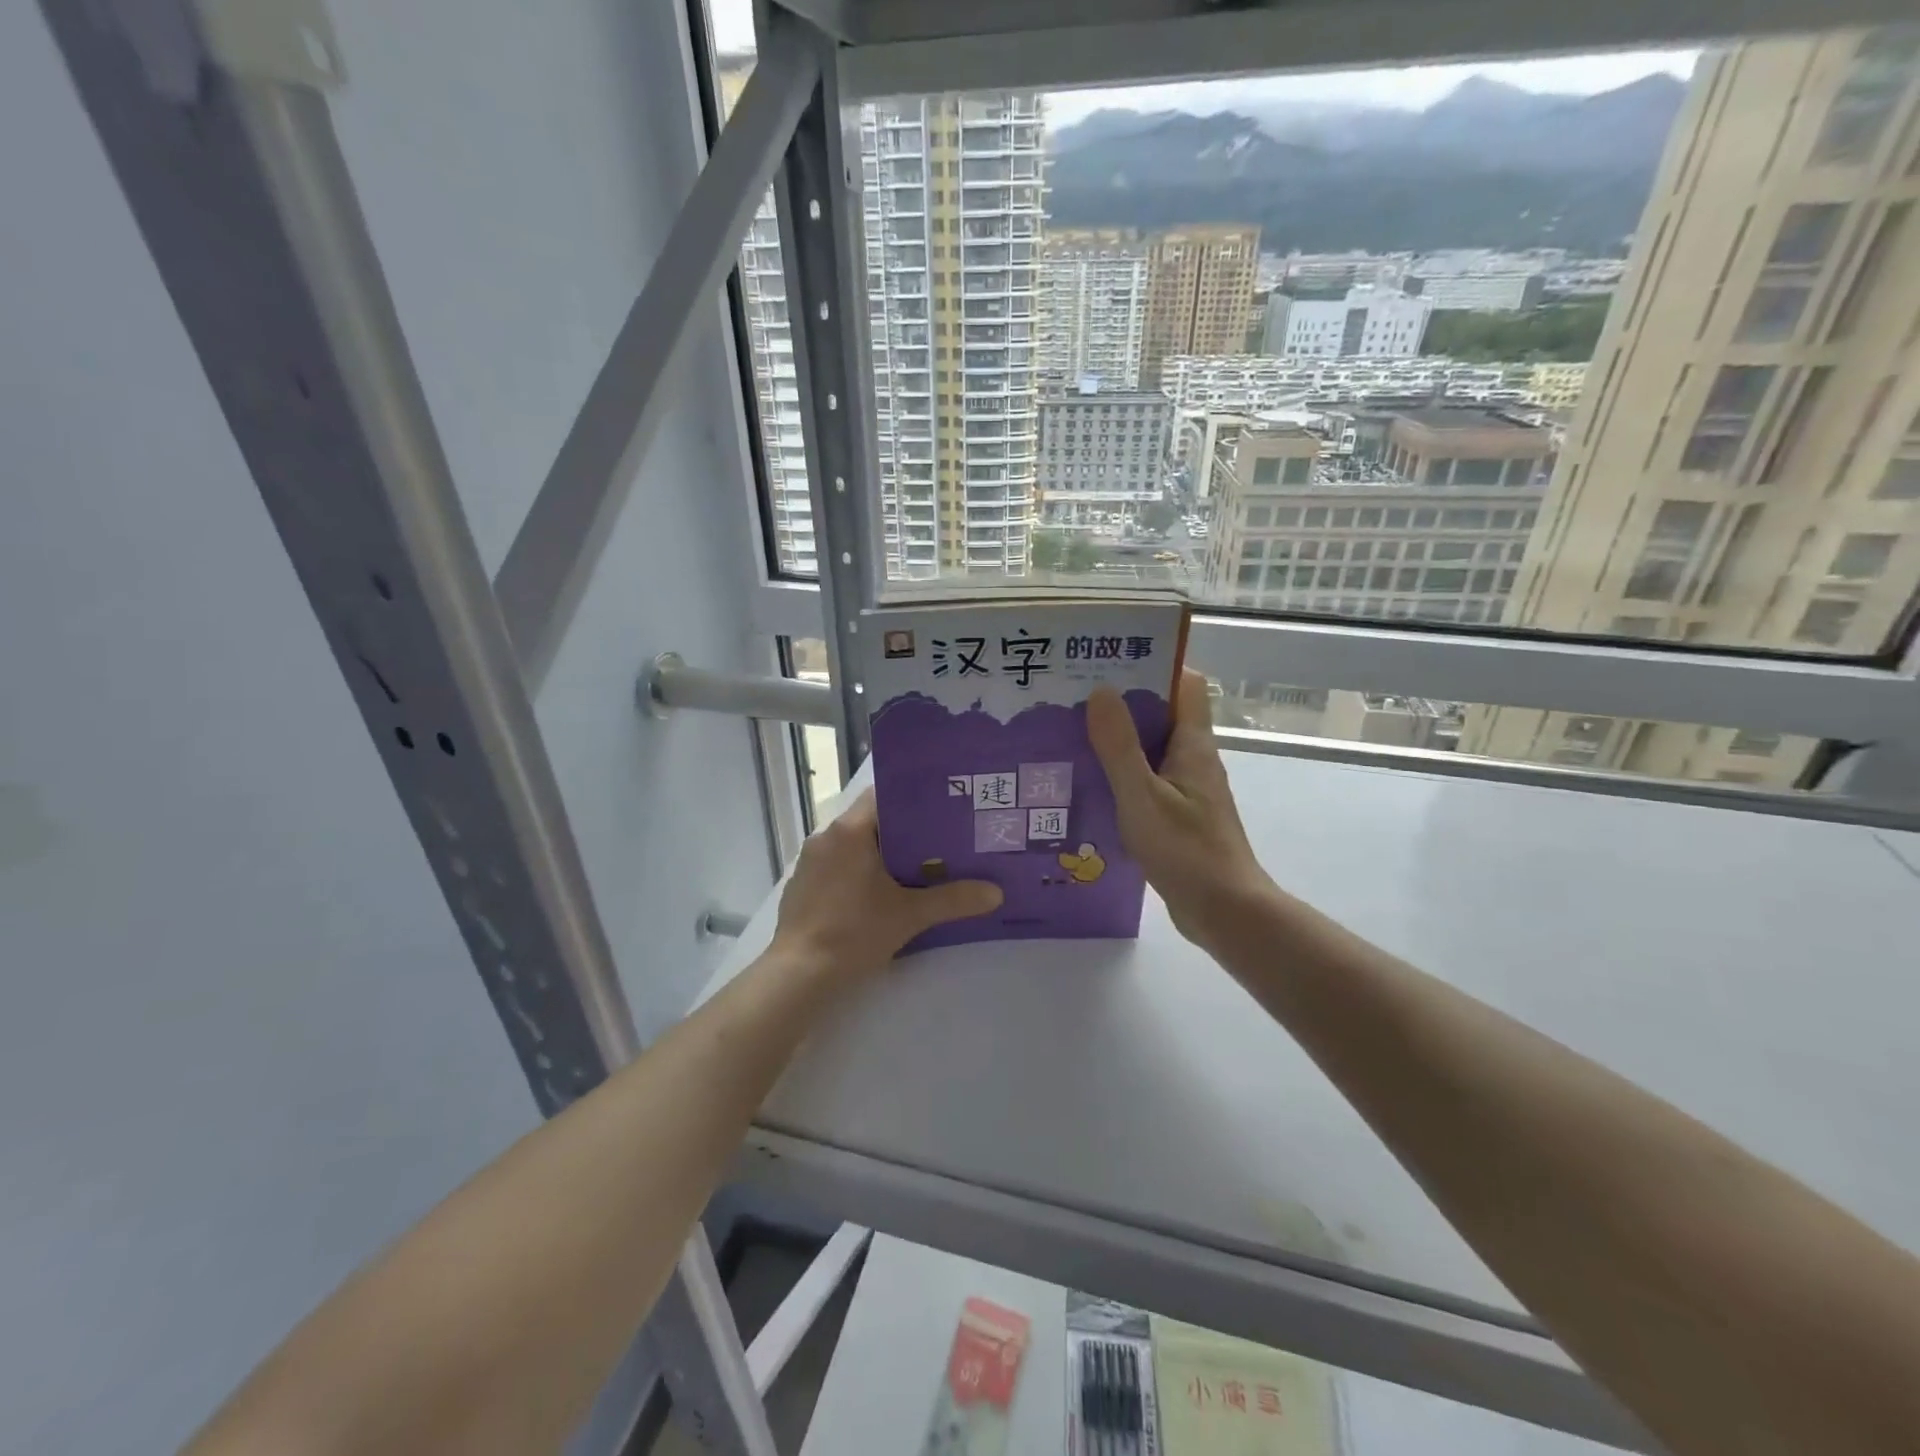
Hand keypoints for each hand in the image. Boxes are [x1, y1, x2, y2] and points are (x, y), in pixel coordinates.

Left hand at [770, 790, 1002, 984]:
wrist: (800, 974)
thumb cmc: (855, 932)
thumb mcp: (910, 915)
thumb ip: (953, 900)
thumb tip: (996, 893)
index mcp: (850, 830)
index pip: (883, 795)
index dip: (912, 800)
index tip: (940, 810)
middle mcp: (826, 837)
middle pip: (870, 821)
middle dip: (902, 832)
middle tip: (937, 842)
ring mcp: (809, 862)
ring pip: (852, 846)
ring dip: (878, 854)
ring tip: (912, 869)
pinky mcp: (801, 886)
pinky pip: (835, 867)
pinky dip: (856, 873)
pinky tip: (874, 895)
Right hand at [1088, 668, 1275, 951]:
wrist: (1224, 912)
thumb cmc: (1186, 851)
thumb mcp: (1142, 796)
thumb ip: (1119, 746)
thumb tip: (1101, 690)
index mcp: (1192, 745)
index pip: (1184, 684)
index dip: (1153, 665)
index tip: (1110, 661)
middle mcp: (1193, 759)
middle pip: (1160, 714)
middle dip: (1120, 703)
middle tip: (1071, 698)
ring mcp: (1186, 789)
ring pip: (1149, 750)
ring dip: (1116, 742)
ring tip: (1068, 736)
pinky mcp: (1177, 816)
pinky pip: (1145, 782)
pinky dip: (1119, 776)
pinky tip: (1085, 786)